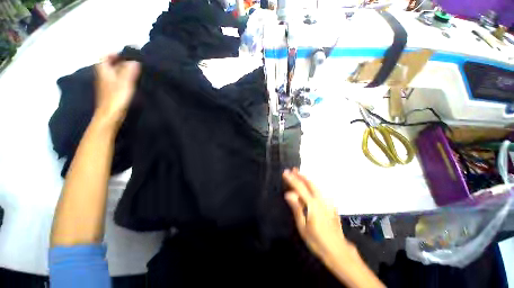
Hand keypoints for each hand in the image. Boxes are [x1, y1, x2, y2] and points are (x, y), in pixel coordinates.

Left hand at [94, 54, 139, 127]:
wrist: (110, 115)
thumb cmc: (116, 98)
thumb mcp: (125, 83)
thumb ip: (129, 71)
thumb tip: (135, 61)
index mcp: (104, 71)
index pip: (105, 57)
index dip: (114, 54)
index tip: (126, 54)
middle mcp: (103, 76)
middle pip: (109, 64)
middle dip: (119, 61)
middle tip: (133, 62)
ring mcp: (106, 84)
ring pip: (113, 72)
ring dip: (122, 69)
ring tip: (135, 70)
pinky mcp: (111, 91)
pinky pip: (116, 80)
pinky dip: (122, 77)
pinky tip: (131, 81)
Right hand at [283, 168, 354, 262]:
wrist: (338, 251)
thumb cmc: (317, 241)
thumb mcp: (303, 227)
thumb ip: (297, 208)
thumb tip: (288, 193)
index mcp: (312, 205)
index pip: (300, 188)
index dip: (292, 179)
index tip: (285, 172)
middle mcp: (320, 200)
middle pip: (309, 184)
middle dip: (300, 176)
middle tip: (293, 169)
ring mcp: (327, 203)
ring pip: (316, 186)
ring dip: (307, 179)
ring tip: (300, 174)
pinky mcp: (330, 206)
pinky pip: (320, 192)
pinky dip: (313, 186)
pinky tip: (311, 186)